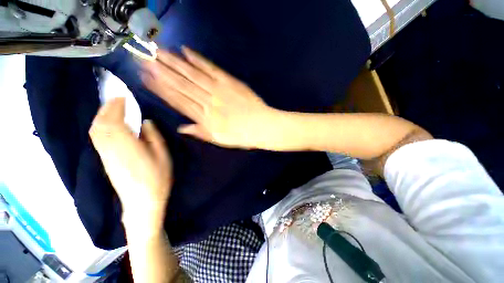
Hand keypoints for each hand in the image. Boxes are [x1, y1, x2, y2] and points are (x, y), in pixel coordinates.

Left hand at [89, 98, 172, 234]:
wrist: (142, 202)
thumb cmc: (157, 178)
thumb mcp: (163, 156)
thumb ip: (154, 137)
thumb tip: (145, 122)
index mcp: (127, 146)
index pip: (113, 120)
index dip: (115, 106)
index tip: (123, 97)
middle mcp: (111, 148)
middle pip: (100, 124)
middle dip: (106, 108)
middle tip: (118, 99)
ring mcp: (106, 155)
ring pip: (96, 131)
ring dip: (102, 116)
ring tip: (113, 109)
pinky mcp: (105, 161)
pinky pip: (97, 139)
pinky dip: (101, 127)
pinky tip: (110, 125)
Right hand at [141, 47, 286, 149]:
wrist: (262, 126)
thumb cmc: (242, 136)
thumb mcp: (220, 140)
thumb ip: (201, 132)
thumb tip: (181, 128)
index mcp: (204, 118)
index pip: (177, 101)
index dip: (160, 89)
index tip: (146, 78)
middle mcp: (207, 102)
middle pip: (180, 85)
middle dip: (160, 71)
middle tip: (143, 58)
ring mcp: (219, 90)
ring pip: (192, 74)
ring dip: (173, 62)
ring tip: (157, 51)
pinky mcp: (230, 82)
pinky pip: (211, 69)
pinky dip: (198, 59)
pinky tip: (186, 51)